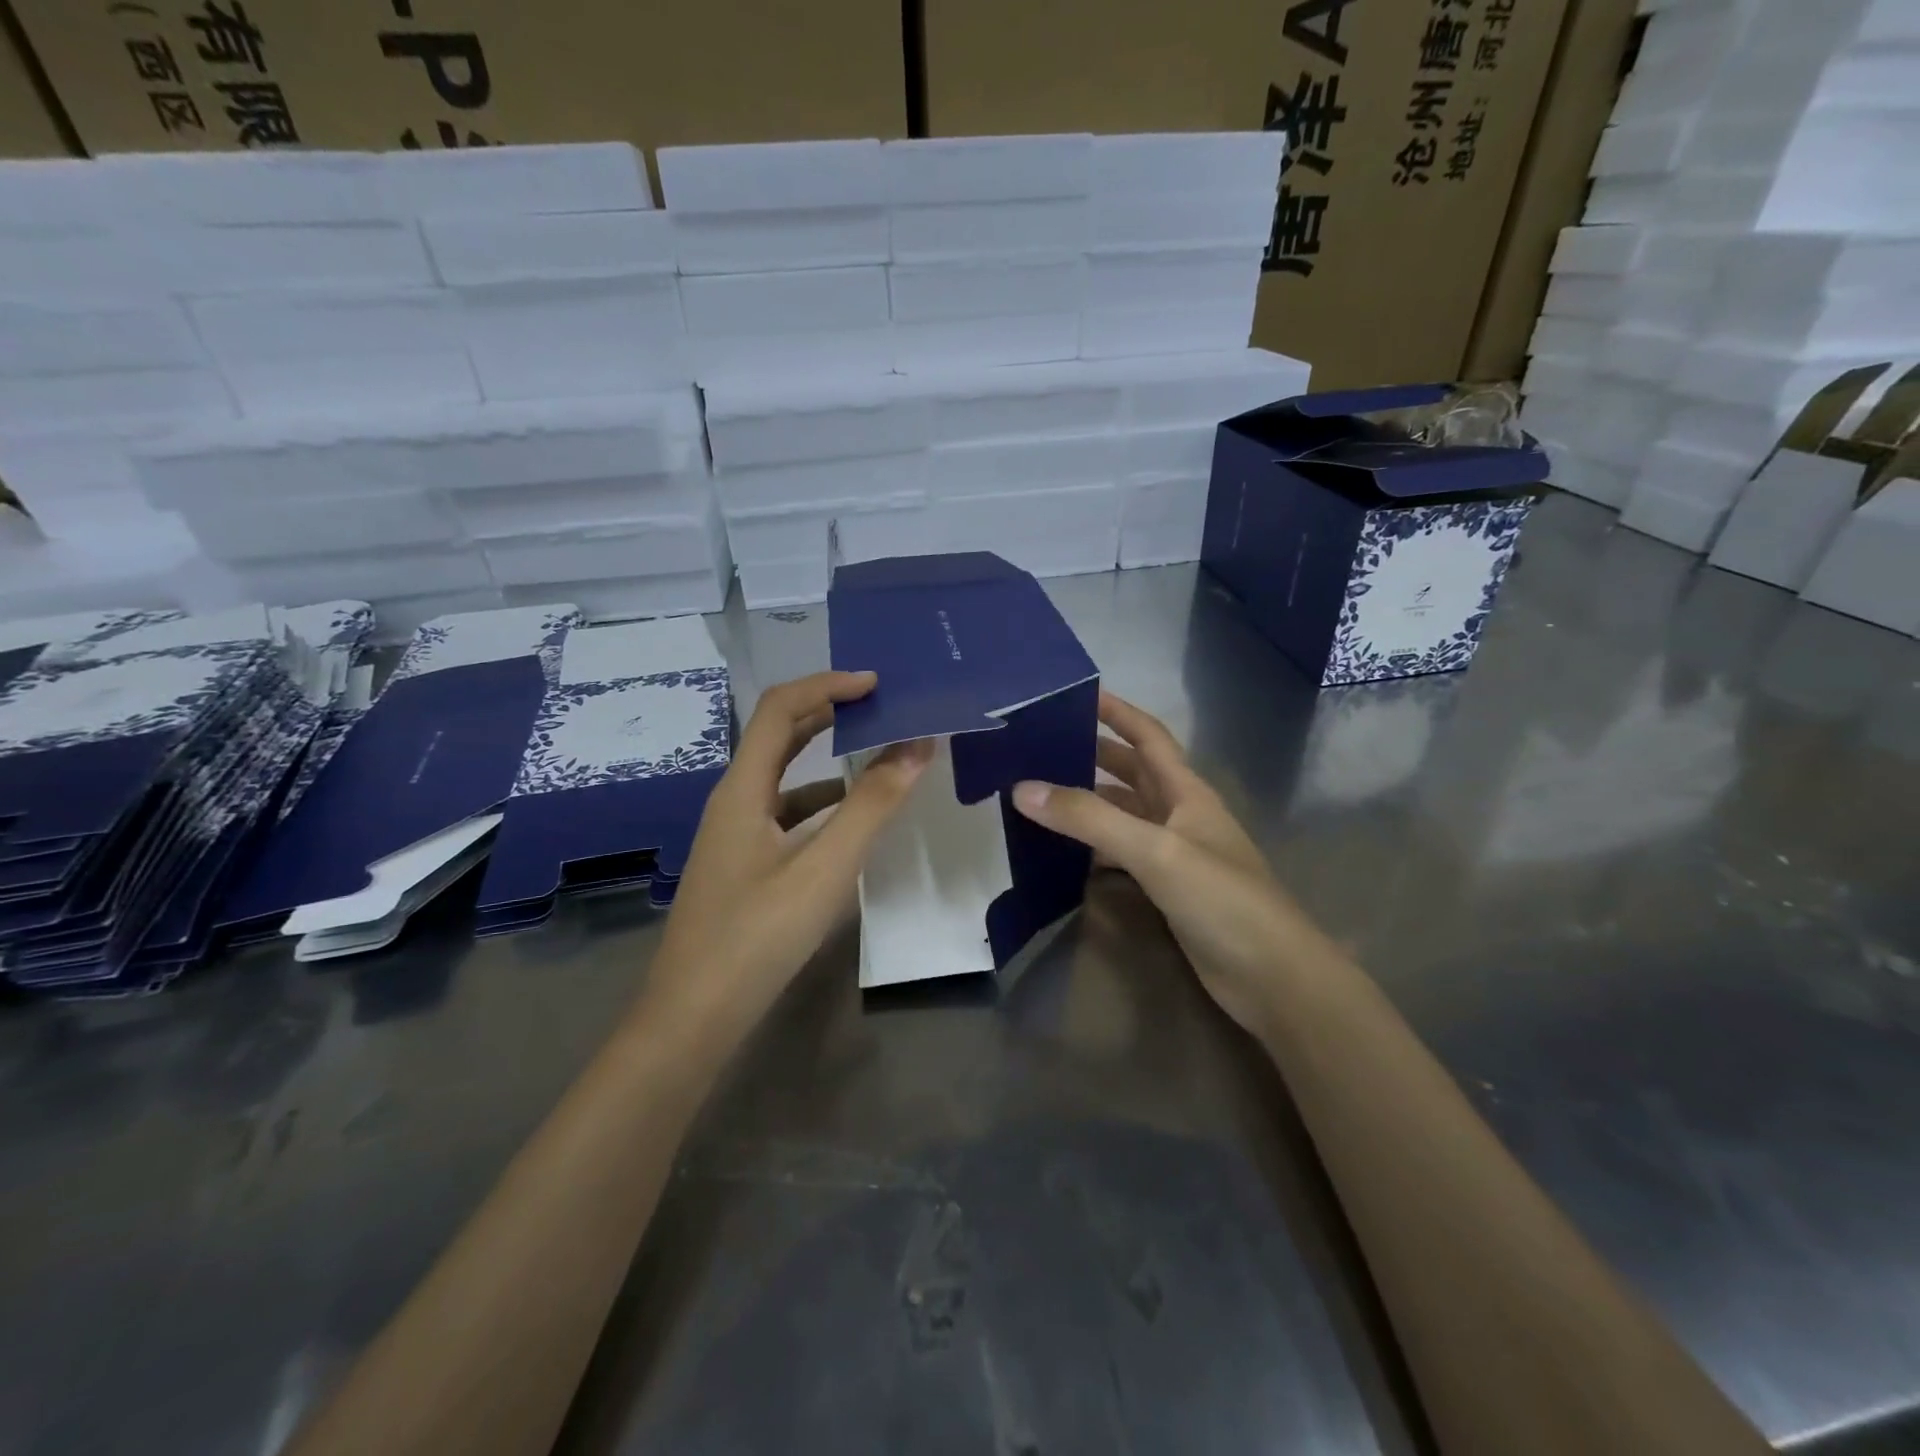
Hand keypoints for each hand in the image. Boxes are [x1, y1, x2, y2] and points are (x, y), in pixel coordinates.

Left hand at [647, 671, 931, 1038]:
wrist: (694, 1017)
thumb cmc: (757, 936)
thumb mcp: (825, 868)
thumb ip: (872, 806)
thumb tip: (916, 746)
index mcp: (742, 789)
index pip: (779, 708)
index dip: (826, 684)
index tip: (876, 685)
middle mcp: (733, 801)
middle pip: (777, 735)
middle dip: (826, 711)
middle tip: (879, 707)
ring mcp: (734, 835)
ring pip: (782, 776)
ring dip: (825, 756)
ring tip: (876, 753)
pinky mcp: (743, 864)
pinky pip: (784, 814)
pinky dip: (819, 801)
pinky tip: (849, 819)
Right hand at [1011, 691, 1324, 1039]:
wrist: (1273, 976)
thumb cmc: (1223, 899)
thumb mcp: (1155, 851)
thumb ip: (1090, 819)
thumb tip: (1023, 789)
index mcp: (1186, 792)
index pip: (1148, 736)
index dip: (1117, 712)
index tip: (1076, 694)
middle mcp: (1181, 815)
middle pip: (1133, 772)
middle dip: (1093, 754)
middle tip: (1042, 747)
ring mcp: (1176, 854)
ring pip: (1125, 814)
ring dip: (1090, 802)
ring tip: (1041, 794)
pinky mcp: (1168, 889)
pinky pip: (1123, 854)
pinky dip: (1095, 847)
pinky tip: (1065, 853)